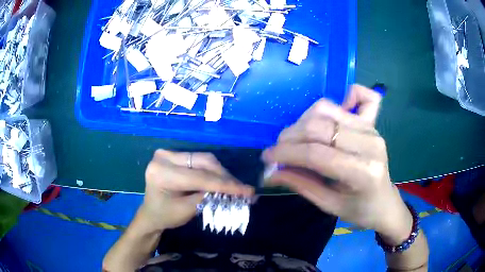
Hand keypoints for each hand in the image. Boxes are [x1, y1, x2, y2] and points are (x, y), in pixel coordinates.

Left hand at [140, 150, 253, 231]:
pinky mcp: (174, 156)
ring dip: (221, 173)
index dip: (225, 184)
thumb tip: (233, 190)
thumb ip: (208, 197)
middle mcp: (164, 157)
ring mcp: (168, 154)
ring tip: (235, 186)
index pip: (200, 177)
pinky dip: (212, 171)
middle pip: (203, 162)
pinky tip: (222, 180)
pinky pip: (198, 161)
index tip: (247, 191)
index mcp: (162, 172)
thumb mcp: (187, 210)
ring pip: (204, 159)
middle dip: (225, 177)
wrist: (150, 213)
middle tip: (243, 189)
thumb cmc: (165, 215)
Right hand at [262, 85, 412, 244]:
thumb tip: (270, 172)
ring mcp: (372, 129)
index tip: (266, 158)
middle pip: (319, 127)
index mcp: (363, 173)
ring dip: (303, 121)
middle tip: (278, 151)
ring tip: (297, 139)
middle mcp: (370, 144)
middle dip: (290, 137)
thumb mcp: (328, 205)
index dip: (286, 154)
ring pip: (327, 110)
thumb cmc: (359, 210)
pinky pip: (359, 96)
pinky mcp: (372, 123)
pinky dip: (346, 96)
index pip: (316, 154)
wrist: (384, 202)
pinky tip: (338, 111)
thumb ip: (300, 184)